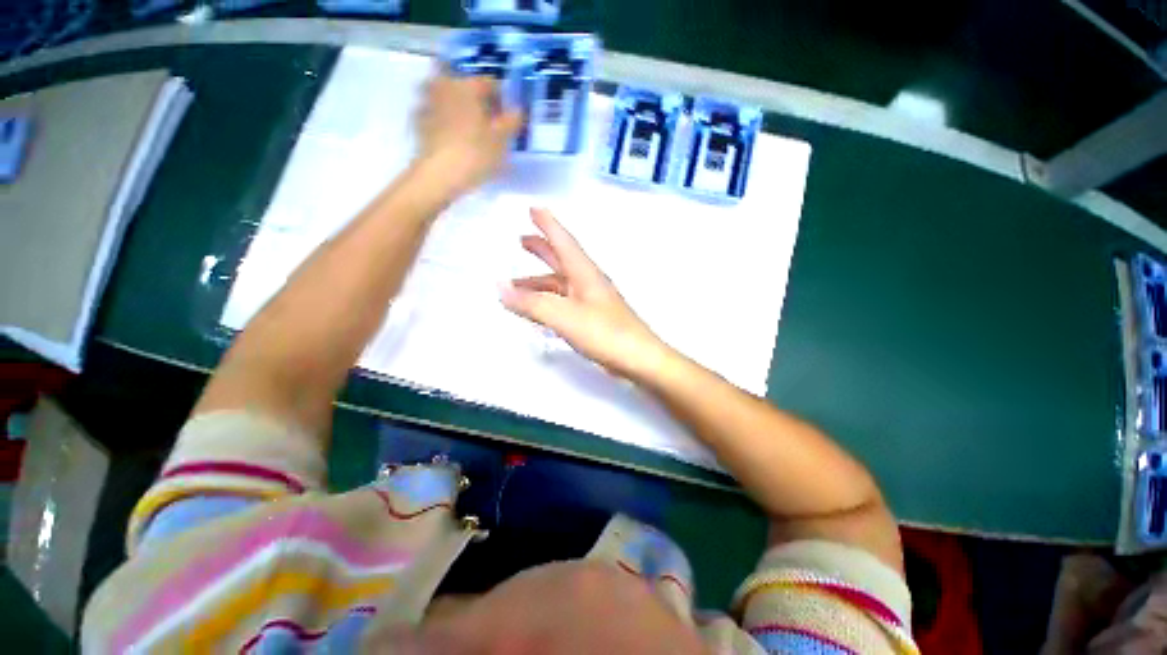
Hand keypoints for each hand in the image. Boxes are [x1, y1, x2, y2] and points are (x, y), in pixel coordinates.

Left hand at [414, 74, 523, 194]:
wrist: (440, 174)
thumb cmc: (475, 153)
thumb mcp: (502, 140)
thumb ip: (511, 121)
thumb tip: (516, 109)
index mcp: (467, 85)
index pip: (489, 83)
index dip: (501, 100)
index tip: (506, 119)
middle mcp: (444, 85)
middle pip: (464, 86)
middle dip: (475, 101)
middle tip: (486, 123)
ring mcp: (427, 102)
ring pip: (447, 98)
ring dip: (457, 108)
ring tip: (468, 131)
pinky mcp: (418, 121)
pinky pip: (435, 115)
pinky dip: (444, 121)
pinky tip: (452, 139)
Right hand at [500, 208, 671, 377]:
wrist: (638, 359)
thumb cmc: (605, 332)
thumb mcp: (564, 316)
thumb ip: (531, 303)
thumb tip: (499, 287)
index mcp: (584, 273)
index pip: (563, 241)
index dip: (548, 224)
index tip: (533, 208)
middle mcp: (588, 283)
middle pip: (562, 259)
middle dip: (542, 249)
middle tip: (521, 240)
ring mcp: (591, 302)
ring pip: (560, 284)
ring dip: (539, 281)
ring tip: (516, 284)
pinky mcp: (592, 320)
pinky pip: (564, 303)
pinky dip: (547, 301)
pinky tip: (538, 310)